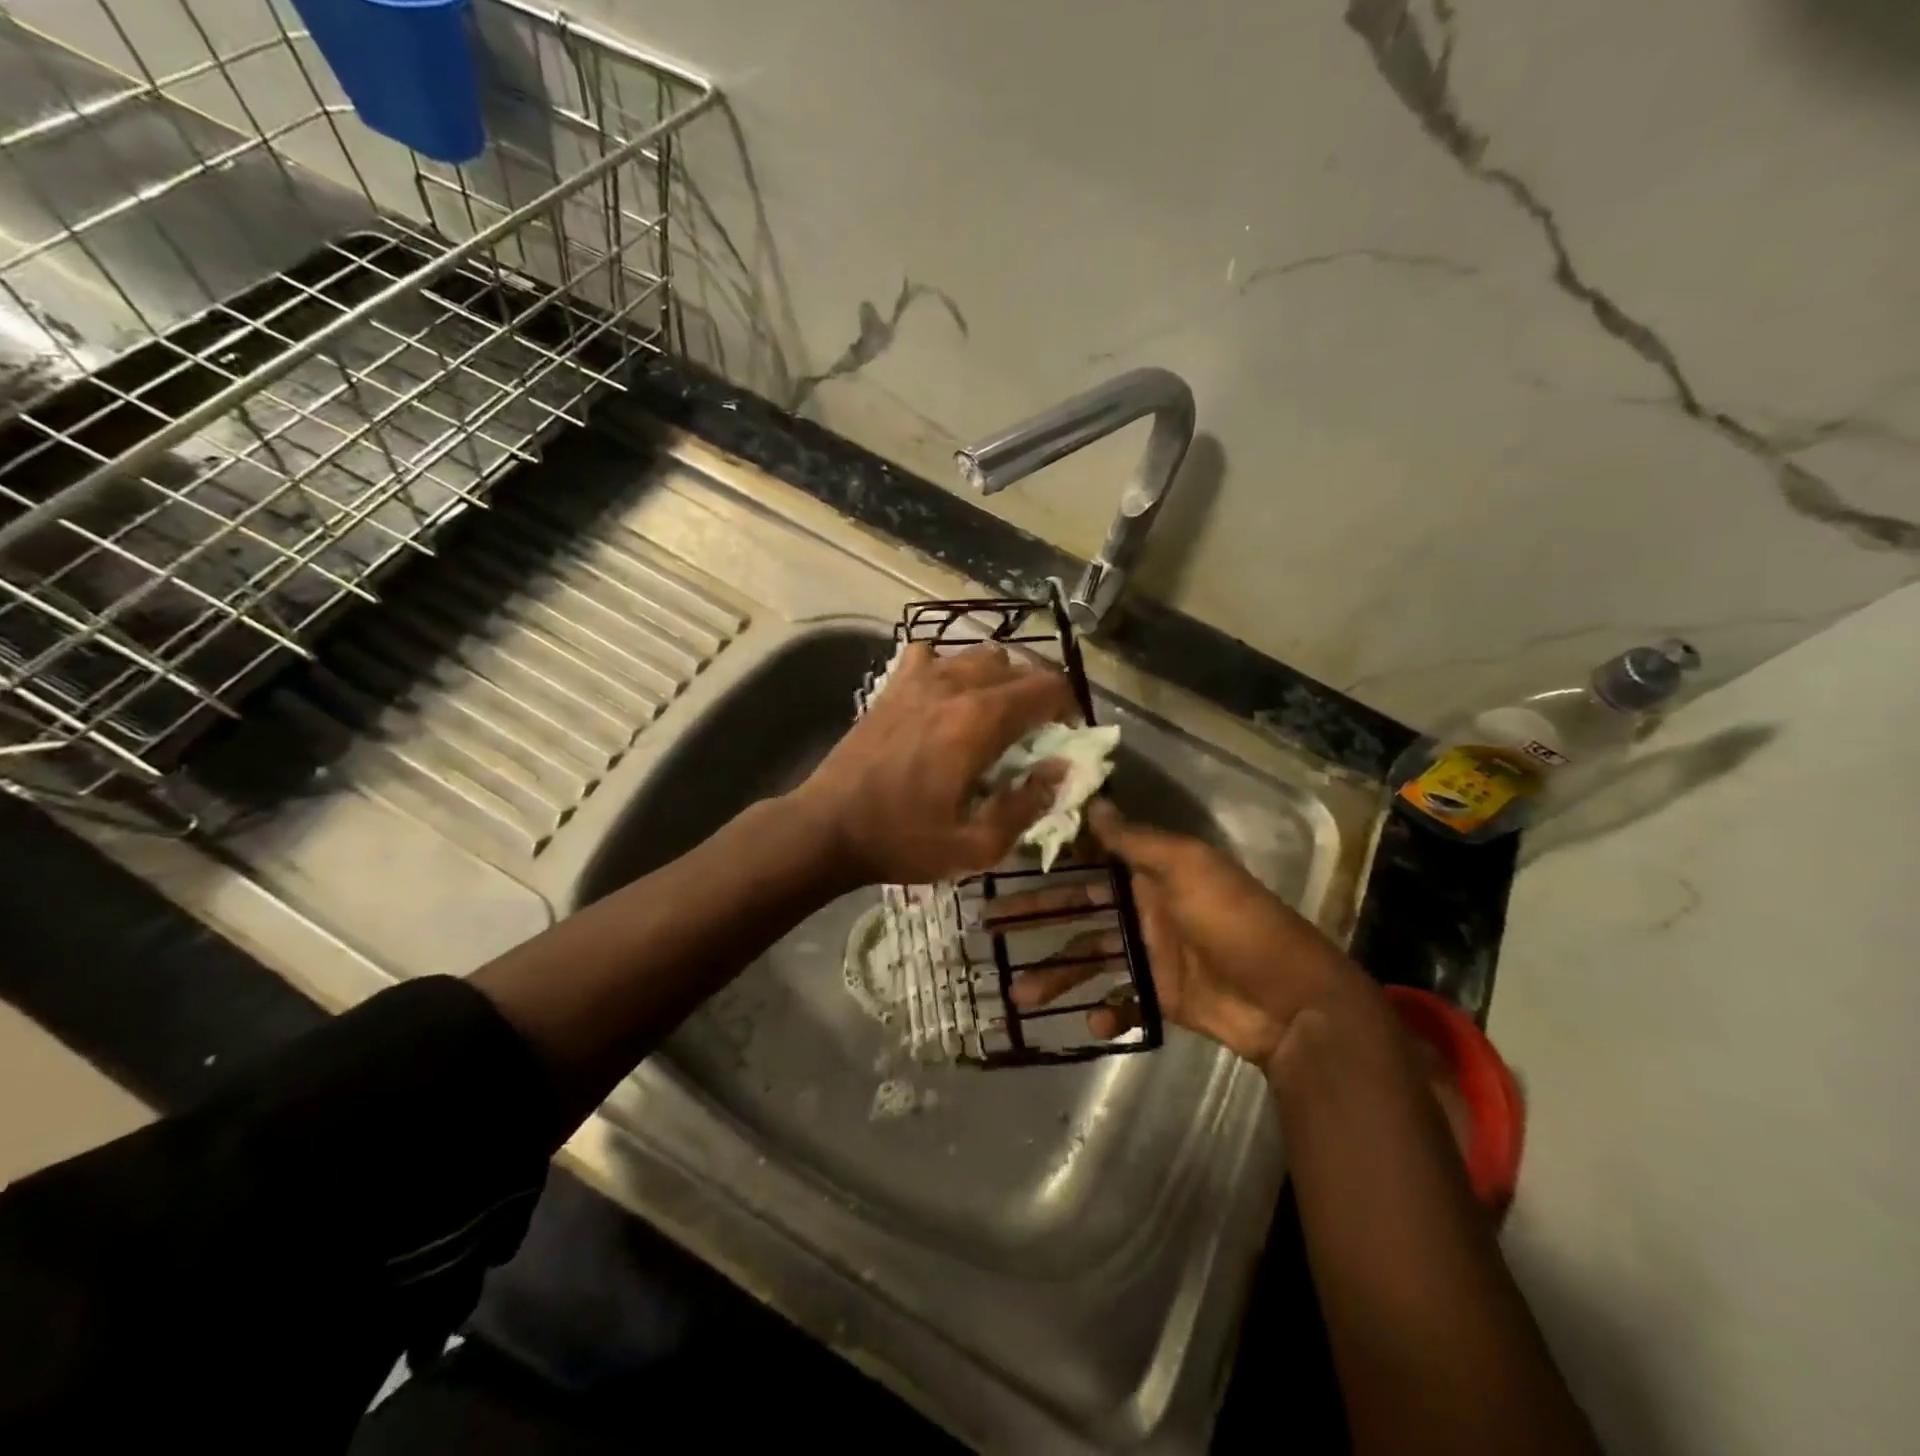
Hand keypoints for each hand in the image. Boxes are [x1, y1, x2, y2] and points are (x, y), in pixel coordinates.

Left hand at [790, 642, 1078, 887]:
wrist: (827, 828)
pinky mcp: (892, 685)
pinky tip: (945, 697)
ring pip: (979, 654)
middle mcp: (954, 685)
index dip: (1068, 707)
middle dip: (1039, 693)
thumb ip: (1027, 805)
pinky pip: (933, 655)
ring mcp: (918, 679)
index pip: (1047, 688)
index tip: (1065, 735)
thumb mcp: (976, 845)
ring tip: (996, 713)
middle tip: (1036, 731)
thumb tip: (1060, 771)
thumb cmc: (902, 841)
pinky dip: (950, 668)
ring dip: (1000, 678)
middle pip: (1018, 666)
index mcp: (980, 721)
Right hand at [999, 802, 1357, 1066]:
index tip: (1006, 863)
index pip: (1091, 861)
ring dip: (1056, 975)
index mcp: (1152, 873)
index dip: (1053, 862)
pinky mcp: (1160, 996)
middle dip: (1038, 920)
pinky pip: (1121, 999)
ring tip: (1019, 994)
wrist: (1290, 1000)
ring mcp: (1151, 955)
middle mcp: (1145, 909)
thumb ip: (1137, 840)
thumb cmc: (1234, 922)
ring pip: (1090, 959)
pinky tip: (1087, 1021)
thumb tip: (1093, 801)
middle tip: (989, 928)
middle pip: (1080, 913)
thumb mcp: (1188, 867)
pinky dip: (1104, 1010)